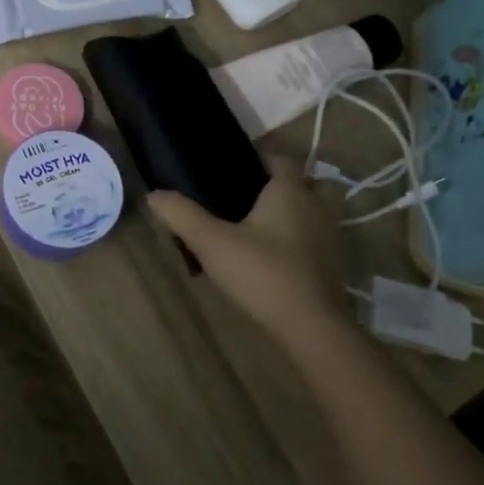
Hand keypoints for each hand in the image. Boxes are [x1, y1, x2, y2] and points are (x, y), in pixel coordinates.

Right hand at [148, 153, 342, 347]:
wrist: (310, 327)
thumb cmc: (262, 271)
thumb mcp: (211, 241)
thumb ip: (181, 214)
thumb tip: (153, 194)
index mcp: (290, 191)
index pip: (280, 158)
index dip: (260, 157)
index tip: (234, 165)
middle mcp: (315, 207)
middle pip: (307, 183)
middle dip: (284, 185)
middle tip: (251, 195)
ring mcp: (328, 238)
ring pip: (313, 213)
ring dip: (293, 213)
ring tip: (257, 225)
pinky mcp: (330, 266)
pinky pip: (313, 240)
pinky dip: (297, 241)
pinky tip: (270, 256)